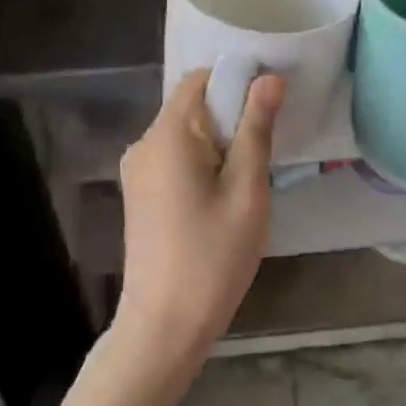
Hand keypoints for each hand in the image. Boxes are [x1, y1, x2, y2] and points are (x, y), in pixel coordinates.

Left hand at [116, 68, 284, 366]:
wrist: (163, 326)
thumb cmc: (212, 256)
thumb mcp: (247, 190)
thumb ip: (256, 128)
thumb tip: (269, 78)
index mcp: (167, 135)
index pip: (198, 79)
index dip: (235, 81)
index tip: (269, 104)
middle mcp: (144, 144)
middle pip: (191, 105)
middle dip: (230, 116)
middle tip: (265, 148)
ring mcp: (136, 171)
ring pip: (185, 134)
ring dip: (218, 142)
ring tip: (247, 178)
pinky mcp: (139, 194)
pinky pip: (174, 158)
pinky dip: (201, 162)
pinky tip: (222, 196)